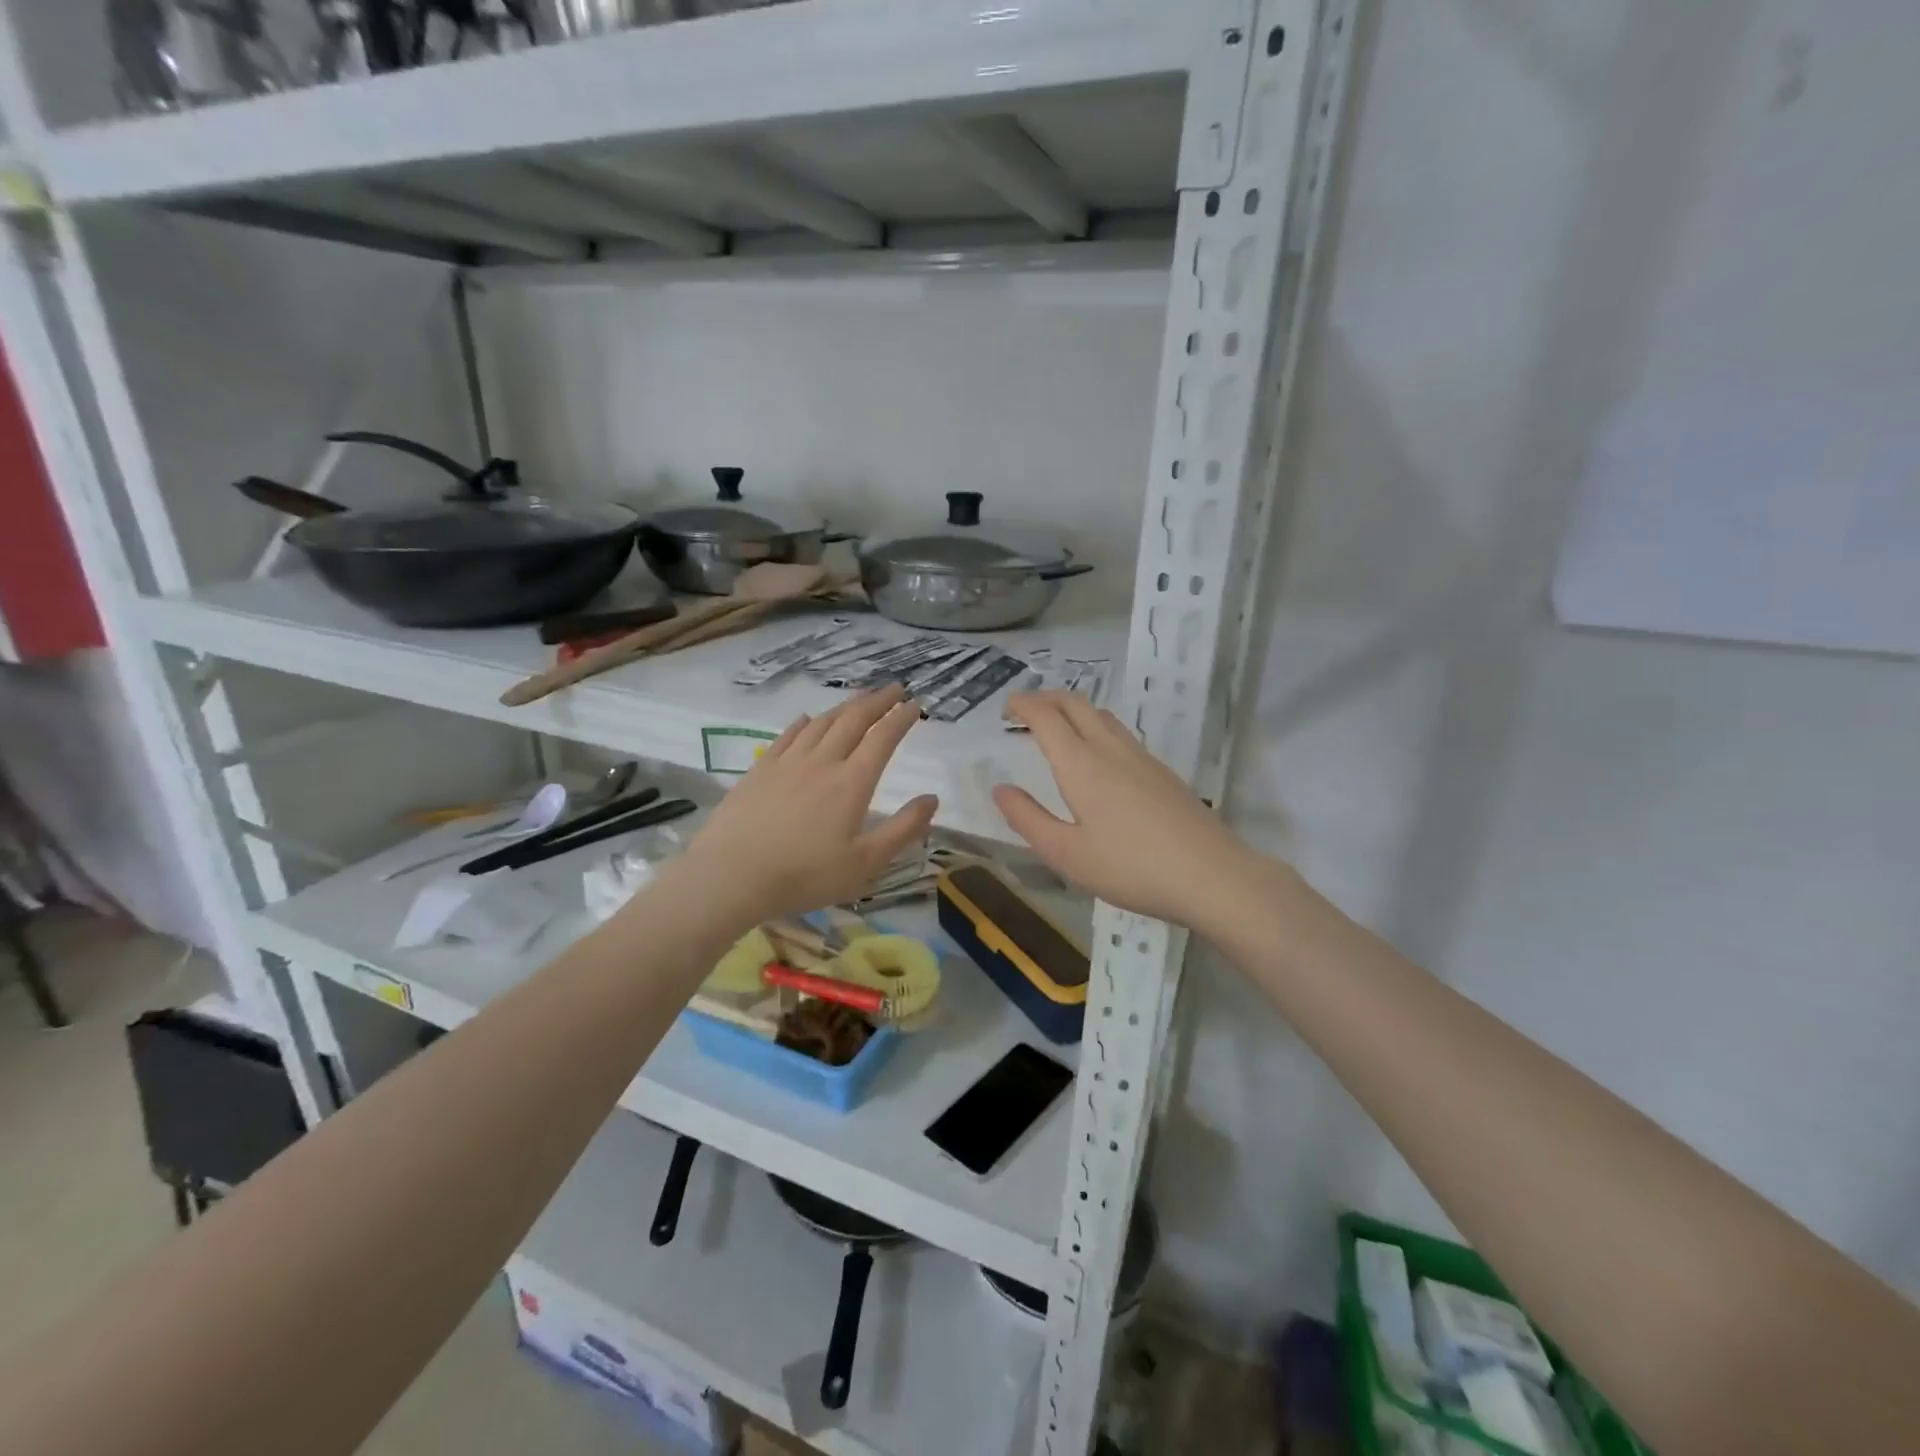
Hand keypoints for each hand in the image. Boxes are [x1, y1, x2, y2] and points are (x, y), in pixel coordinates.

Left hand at [672, 685, 938, 927]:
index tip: (915, 704)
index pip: (883, 738)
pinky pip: (788, 735)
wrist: (732, 875)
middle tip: (894, 688)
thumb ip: (903, 829)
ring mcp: (787, 762)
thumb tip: (933, 798)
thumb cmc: (805, 875)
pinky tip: (807, 719)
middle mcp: (822, 761)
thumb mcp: (865, 863)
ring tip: (860, 698)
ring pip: (822, 722)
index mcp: (852, 782)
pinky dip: (804, 722)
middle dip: (878, 701)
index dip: (901, 718)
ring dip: (845, 706)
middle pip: (853, 720)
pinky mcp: (760, 769)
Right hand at [994, 692, 1258, 927]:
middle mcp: (1110, 748)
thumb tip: (1001, 789)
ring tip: (1056, 727)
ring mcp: (1140, 757)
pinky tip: (1097, 756)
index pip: (1046, 716)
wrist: (1210, 874)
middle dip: (1046, 698)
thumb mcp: (1066, 854)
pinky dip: (1095, 727)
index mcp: (1081, 764)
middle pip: (1075, 703)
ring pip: (1101, 715)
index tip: (1006, 709)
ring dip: (1072, 710)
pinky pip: (1120, 733)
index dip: (1022, 705)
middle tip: (1024, 712)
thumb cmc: (1129, 867)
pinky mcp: (1161, 771)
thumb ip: (1028, 819)